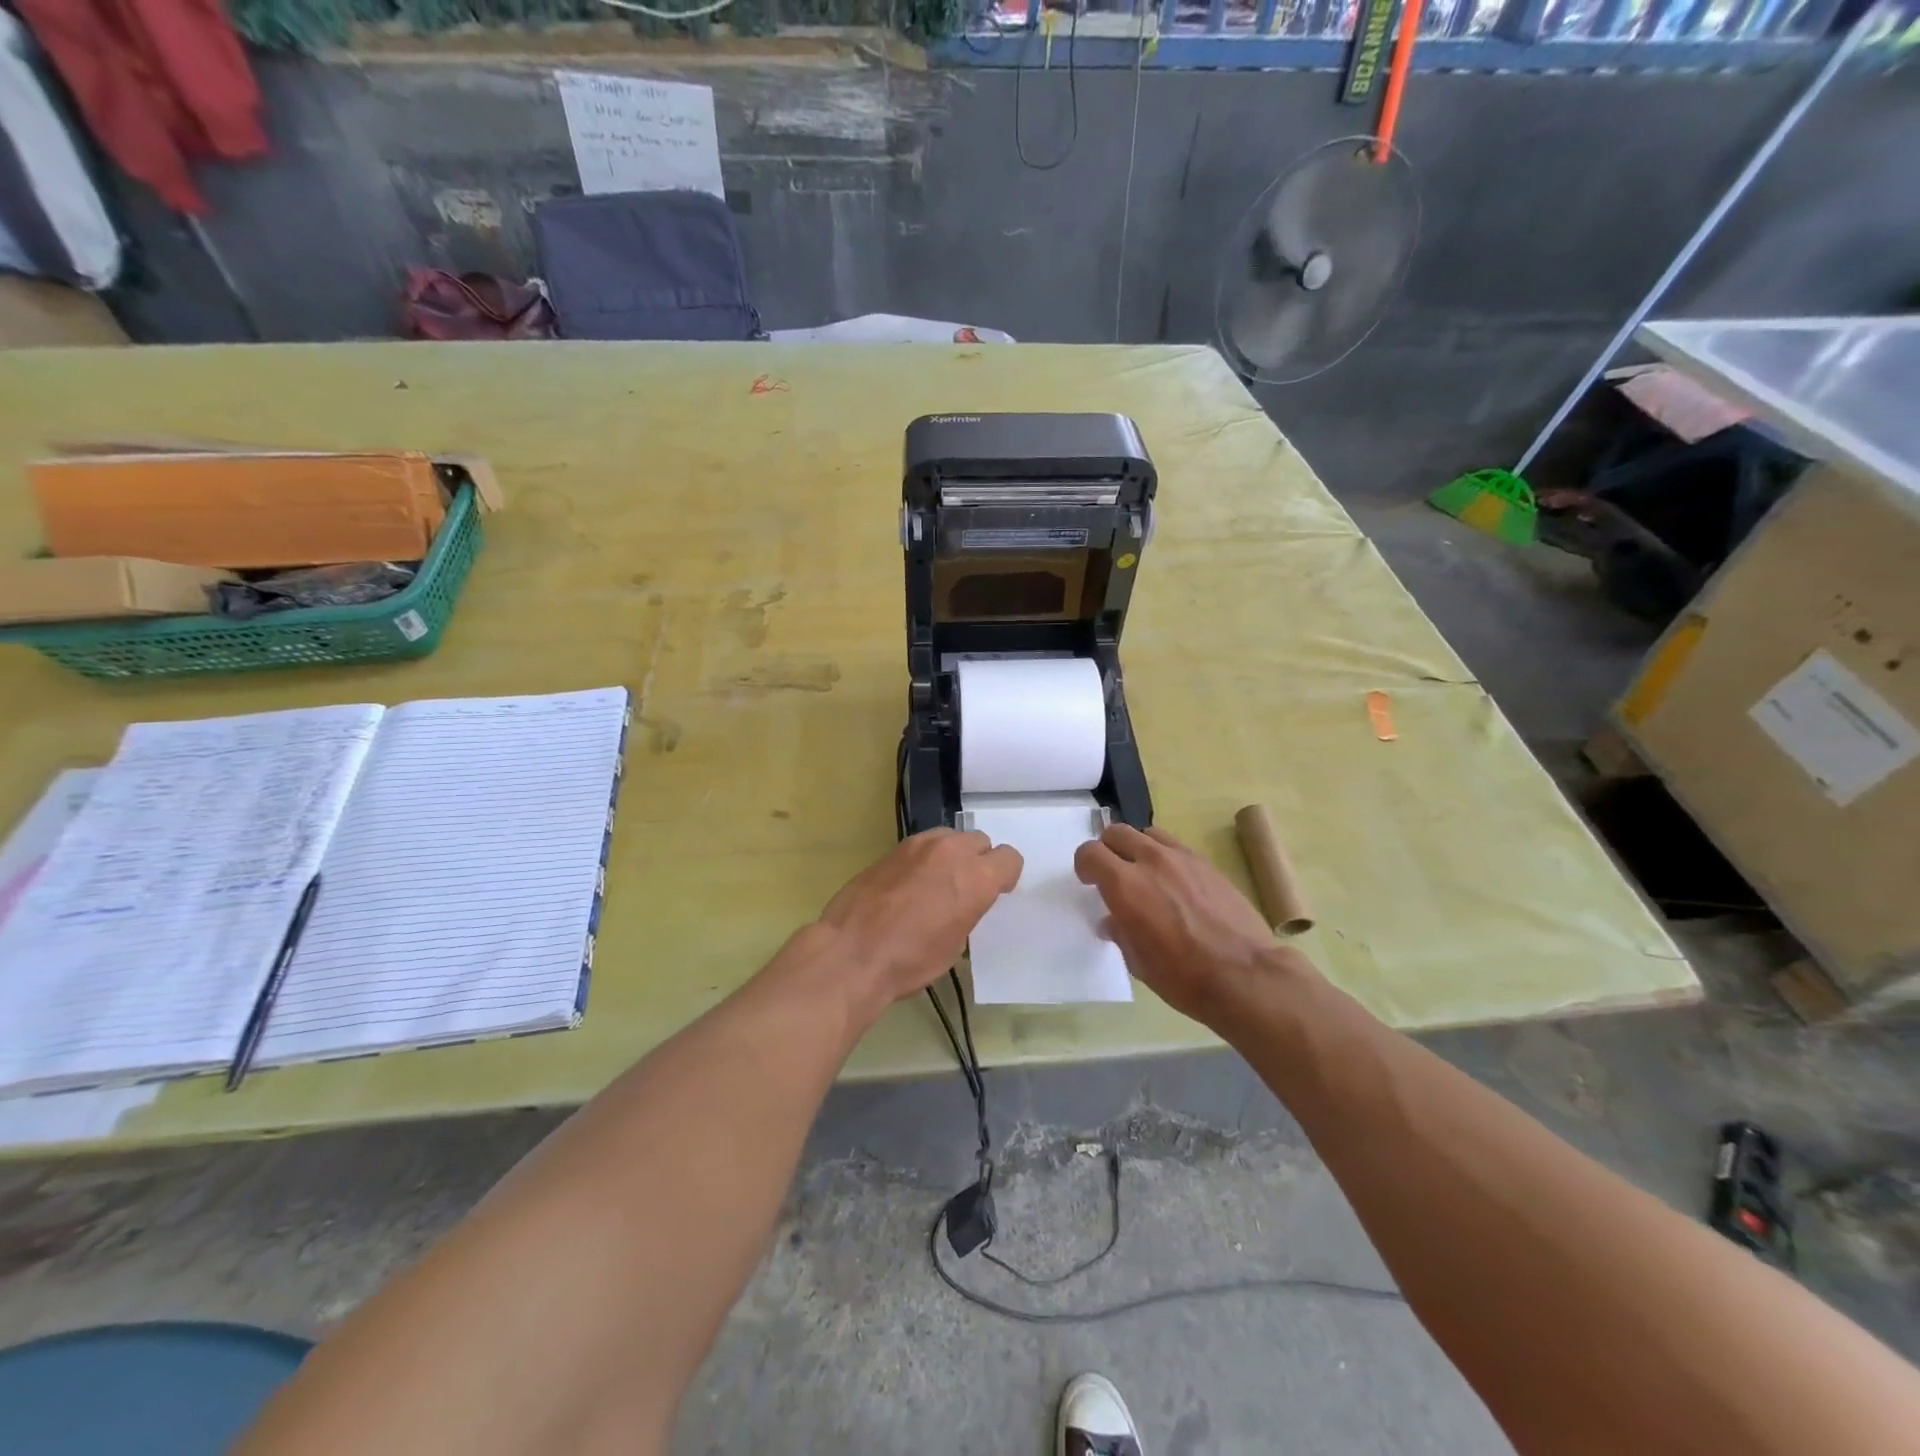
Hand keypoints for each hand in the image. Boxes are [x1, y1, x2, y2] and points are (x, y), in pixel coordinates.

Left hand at [814, 829, 1022, 1013]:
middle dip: (978, 861)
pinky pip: (922, 845)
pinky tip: (909, 884)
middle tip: (963, 889)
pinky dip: (924, 859)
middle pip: (980, 841)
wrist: (853, 952)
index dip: (1005, 876)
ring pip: (950, 837)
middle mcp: (952, 851)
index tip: (994, 893)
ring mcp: (920, 845)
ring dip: (951, 855)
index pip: (1010, 858)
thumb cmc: (911, 960)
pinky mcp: (893, 848)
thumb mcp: (955, 943)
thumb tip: (961, 902)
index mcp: (977, 878)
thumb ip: (968, 910)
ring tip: (935, 883)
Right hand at [1074, 824, 1305, 1023]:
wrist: (1245, 976)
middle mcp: (1150, 862)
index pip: (1090, 853)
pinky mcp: (1207, 864)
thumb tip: (1114, 920)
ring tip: (1144, 874)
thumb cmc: (1184, 978)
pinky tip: (1174, 884)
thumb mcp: (1138, 962)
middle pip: (1116, 833)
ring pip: (1147, 834)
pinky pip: (1175, 847)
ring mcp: (1182, 859)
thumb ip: (1121, 932)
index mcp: (1125, 885)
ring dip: (1137, 848)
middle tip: (1113, 875)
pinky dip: (1165, 857)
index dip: (1084, 866)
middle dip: (1108, 850)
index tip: (1090, 882)